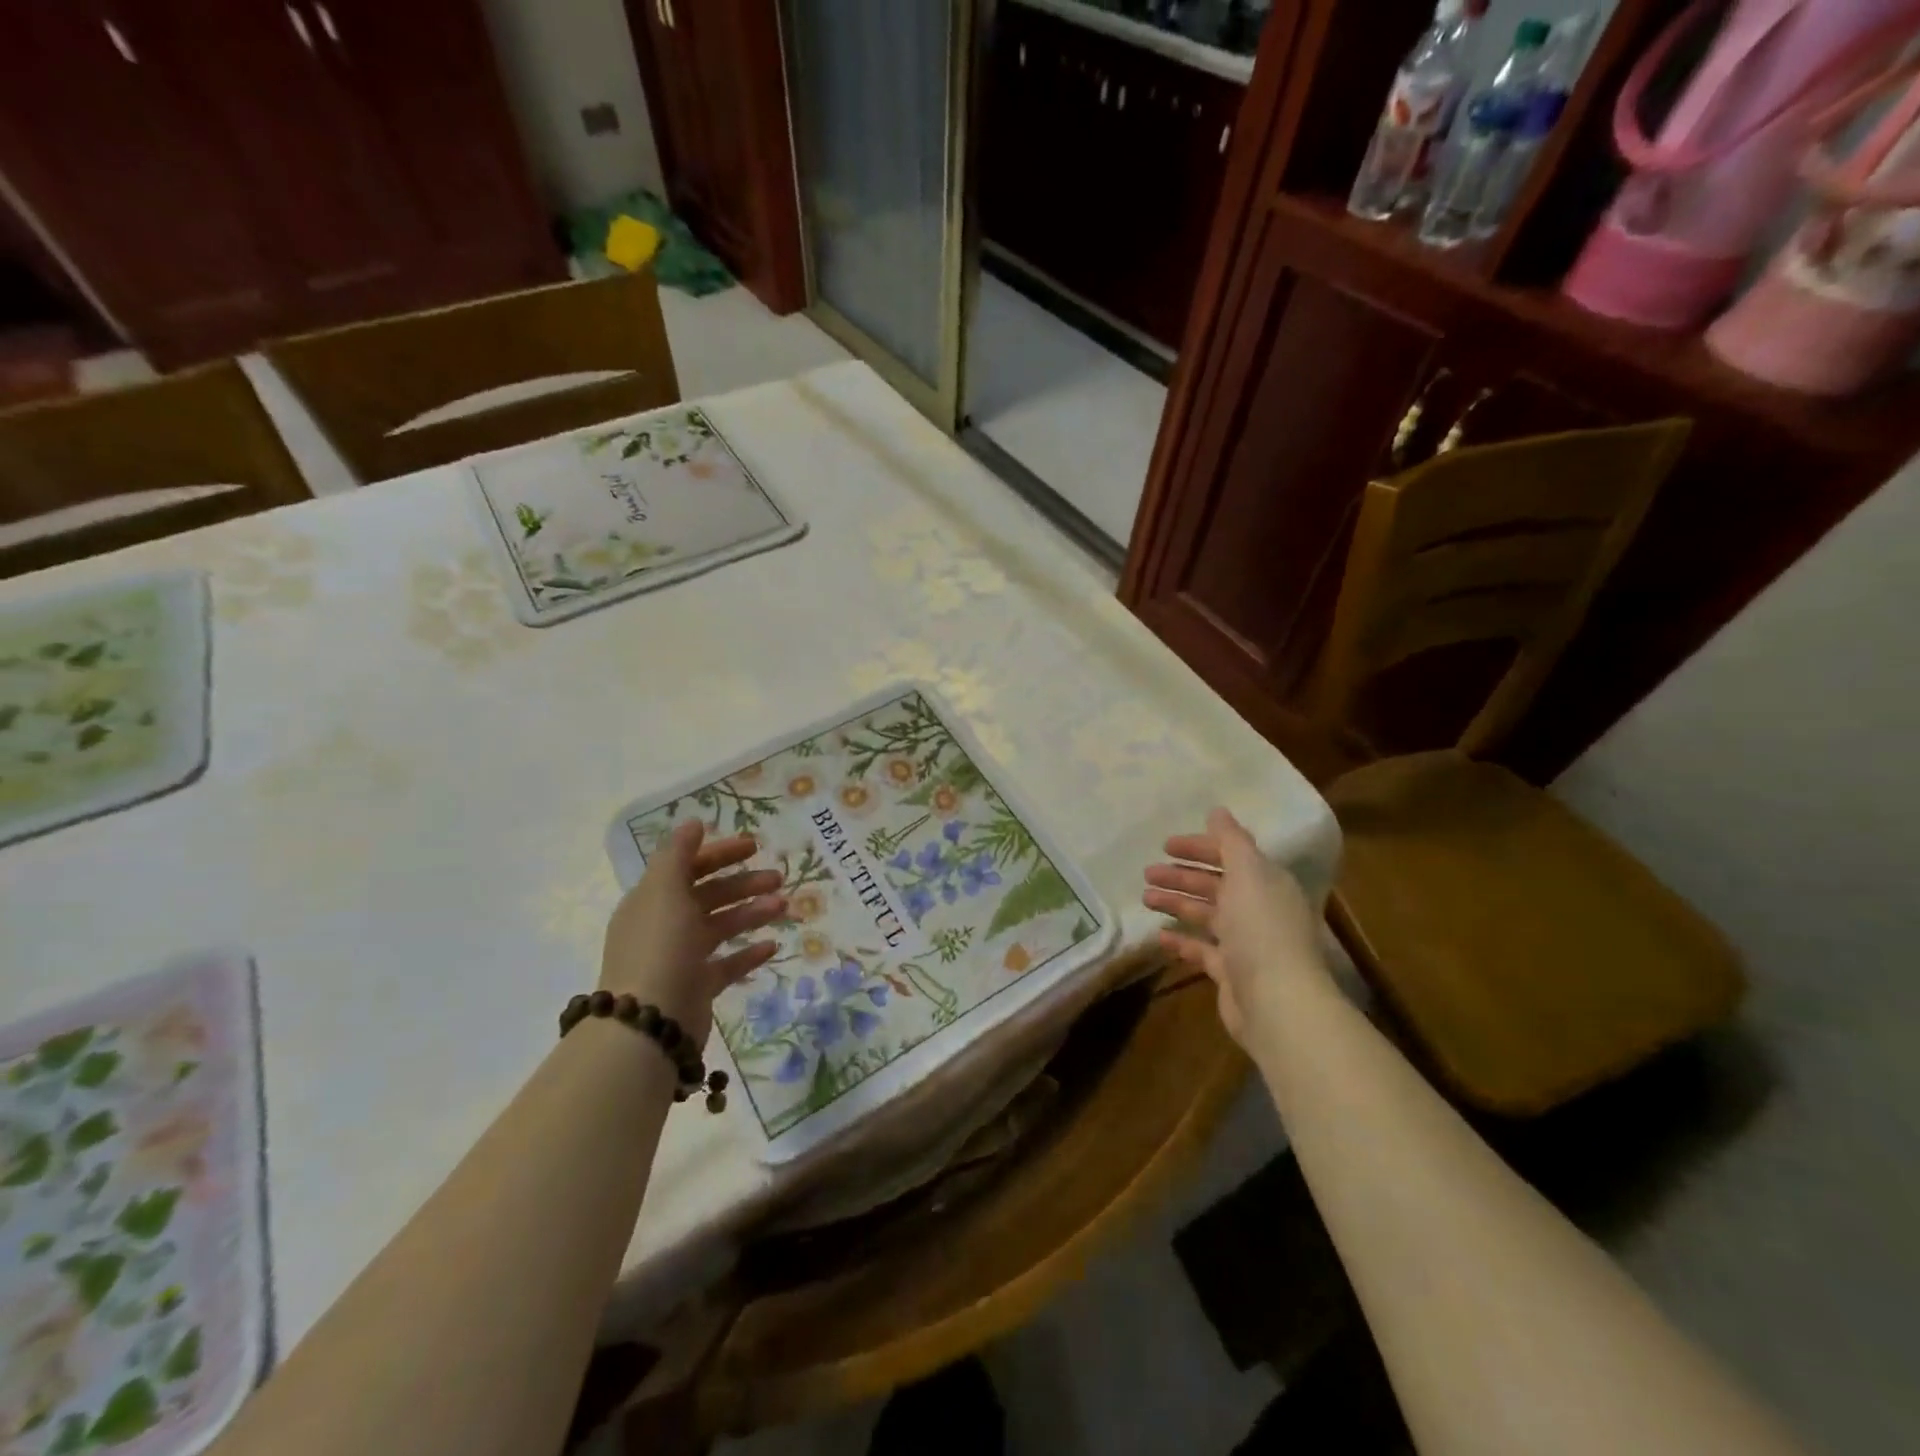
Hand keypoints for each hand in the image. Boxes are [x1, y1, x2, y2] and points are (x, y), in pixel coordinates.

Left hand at [601, 821, 785, 1043]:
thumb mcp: (664, 891)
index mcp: (653, 899)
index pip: (689, 866)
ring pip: (722, 926)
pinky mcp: (698, 987)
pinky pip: (728, 964)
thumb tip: (693, 823)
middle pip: (709, 895)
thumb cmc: (659, 947)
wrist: (649, 1024)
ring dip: (752, 912)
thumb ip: (678, 854)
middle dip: (743, 883)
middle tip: (778, 878)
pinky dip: (749, 952)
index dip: (720, 853)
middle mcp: (665, 925)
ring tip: (783, 907)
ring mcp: (682, 958)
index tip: (754, 846)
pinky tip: (773, 945)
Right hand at [1142, 807, 1327, 1044]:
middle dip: (1182, 875)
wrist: (1277, 1002)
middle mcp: (1258, 909)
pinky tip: (1158, 935)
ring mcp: (1245, 943)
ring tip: (1145, 898)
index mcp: (1266, 882)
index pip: (1231, 855)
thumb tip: (1218, 811)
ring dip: (1176, 903)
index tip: (1166, 845)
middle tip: (1148, 872)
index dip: (1200, 847)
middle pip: (1215, 885)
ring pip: (1205, 915)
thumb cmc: (1261, 929)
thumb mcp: (1248, 873)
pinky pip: (1201, 949)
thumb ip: (1231, 841)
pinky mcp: (1231, 973)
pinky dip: (1181, 940)